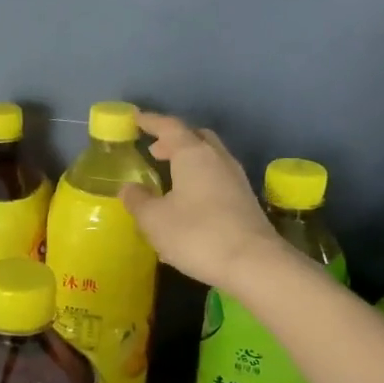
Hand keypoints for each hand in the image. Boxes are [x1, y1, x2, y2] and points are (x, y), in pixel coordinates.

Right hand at [121, 111, 278, 292]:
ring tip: (168, 177)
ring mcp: (236, 179)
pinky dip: (199, 180)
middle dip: (174, 140)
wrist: (254, 264)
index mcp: (193, 154)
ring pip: (209, 158)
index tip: (135, 118)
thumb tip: (129, 188)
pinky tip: (187, 203)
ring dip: (188, 161)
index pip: (169, 127)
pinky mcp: (245, 201)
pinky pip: (217, 179)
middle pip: (196, 137)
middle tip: (154, 151)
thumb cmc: (197, 234)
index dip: (150, 121)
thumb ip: (138, 200)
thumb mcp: (155, 220)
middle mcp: (217, 159)